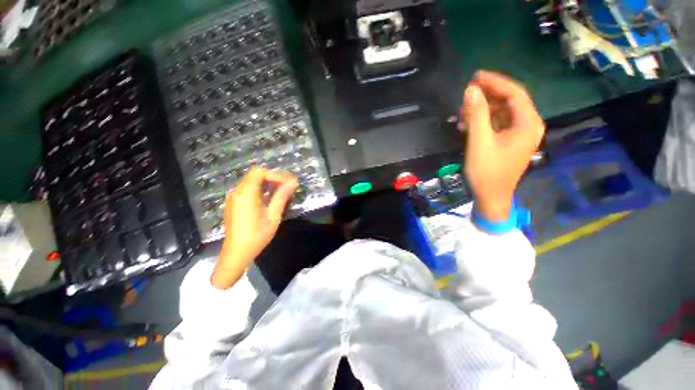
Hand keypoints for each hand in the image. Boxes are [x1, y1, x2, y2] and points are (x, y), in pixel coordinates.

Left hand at [211, 167, 297, 288]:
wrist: (236, 254)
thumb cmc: (256, 236)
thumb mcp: (273, 216)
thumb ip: (282, 196)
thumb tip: (294, 182)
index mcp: (246, 193)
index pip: (260, 172)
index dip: (276, 175)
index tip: (289, 183)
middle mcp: (238, 192)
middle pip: (256, 175)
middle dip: (274, 178)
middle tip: (289, 186)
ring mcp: (235, 198)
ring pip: (253, 182)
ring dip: (269, 184)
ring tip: (284, 191)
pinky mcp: (235, 203)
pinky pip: (249, 190)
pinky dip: (262, 190)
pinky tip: (272, 199)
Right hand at [460, 70, 544, 220]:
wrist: (491, 197)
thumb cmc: (486, 171)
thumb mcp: (479, 142)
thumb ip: (476, 115)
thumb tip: (470, 90)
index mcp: (527, 124)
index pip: (514, 93)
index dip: (495, 82)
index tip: (476, 76)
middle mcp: (528, 126)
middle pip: (509, 101)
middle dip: (488, 95)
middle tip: (467, 92)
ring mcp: (519, 135)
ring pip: (502, 113)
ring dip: (483, 109)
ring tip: (463, 110)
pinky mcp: (509, 142)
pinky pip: (498, 124)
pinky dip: (484, 121)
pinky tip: (468, 124)